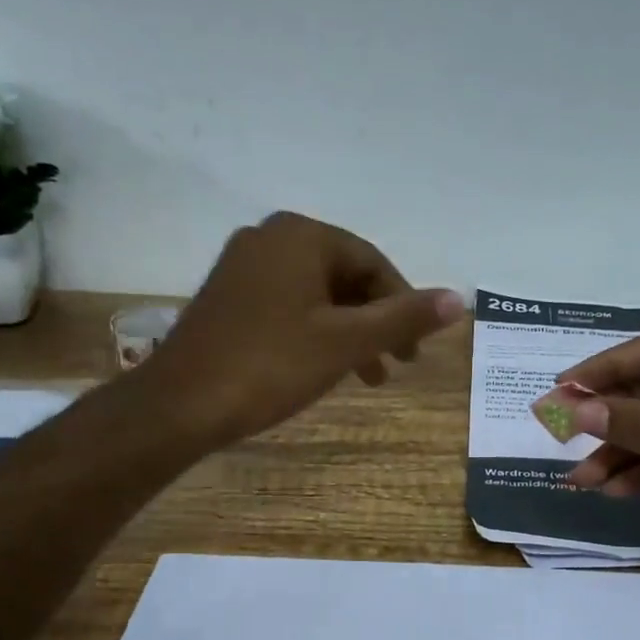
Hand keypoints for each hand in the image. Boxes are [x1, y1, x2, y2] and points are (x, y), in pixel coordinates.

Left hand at [135, 211, 465, 446]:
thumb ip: (403, 317)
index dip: (402, 306)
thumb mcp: (346, 342)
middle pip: (344, 276)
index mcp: (300, 235)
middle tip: (397, 364)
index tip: (414, 349)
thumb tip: (459, 299)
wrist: (180, 404)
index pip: (372, 263)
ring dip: (348, 332)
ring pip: (316, 294)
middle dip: (375, 322)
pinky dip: (315, 332)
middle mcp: (269, 238)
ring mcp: (242, 266)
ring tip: (367, 376)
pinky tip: (323, 366)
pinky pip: (288, 304)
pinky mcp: (226, 296)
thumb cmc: (270, 365)